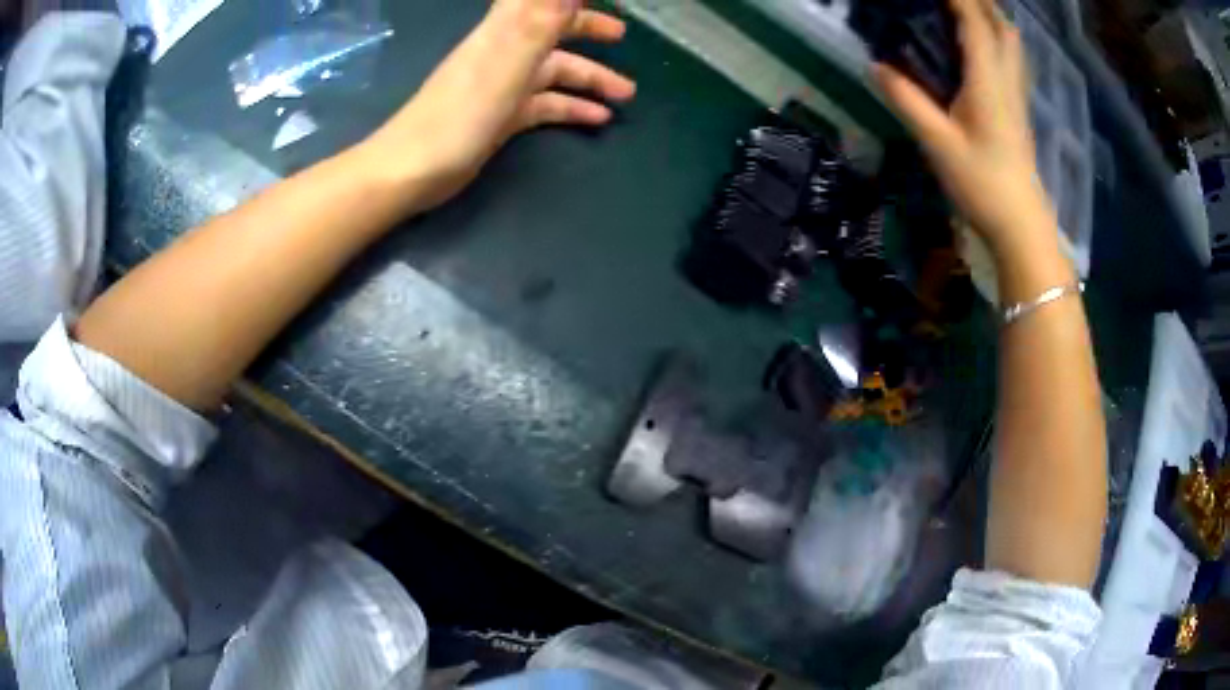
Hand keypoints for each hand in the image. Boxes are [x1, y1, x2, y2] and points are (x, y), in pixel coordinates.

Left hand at [360, 0, 635, 211]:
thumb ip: (542, 20)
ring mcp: (502, 86)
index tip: (600, 0)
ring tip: (626, 95)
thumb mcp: (509, 61)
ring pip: (553, 72)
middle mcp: (505, 52)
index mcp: (505, 31)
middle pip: (551, 31)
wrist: (413, 171)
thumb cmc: (460, 114)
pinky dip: (571, 109)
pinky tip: (597, 120)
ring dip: (589, 79)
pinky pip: (544, 105)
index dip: (567, 0)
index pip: (540, 1)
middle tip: (622, 37)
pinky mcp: (501, 116)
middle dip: (587, 30)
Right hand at [874, 0, 1052, 258]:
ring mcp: (1017, 96)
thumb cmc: (982, 183)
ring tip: (970, 10)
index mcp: (988, 82)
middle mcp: (1007, 81)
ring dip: (993, 18)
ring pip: (1012, 44)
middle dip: (981, 3)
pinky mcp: (1019, 111)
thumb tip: (876, 66)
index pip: (975, 23)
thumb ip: (907, 100)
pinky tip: (985, 45)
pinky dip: (999, 40)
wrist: (1020, 224)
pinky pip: (1012, 61)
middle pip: (1002, 26)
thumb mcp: (938, 143)